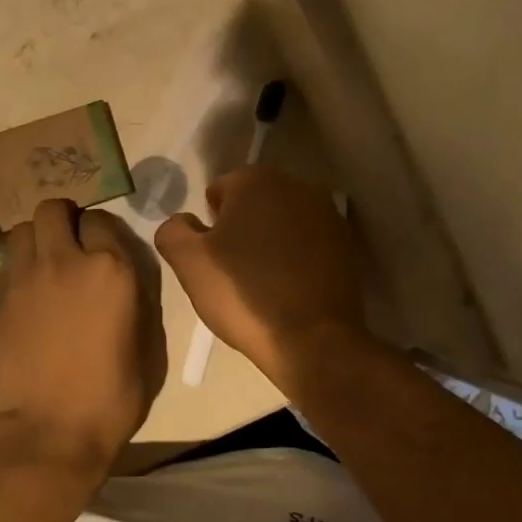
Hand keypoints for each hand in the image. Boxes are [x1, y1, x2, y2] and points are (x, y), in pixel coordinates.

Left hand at [0, 200, 160, 471]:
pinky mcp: (0, 297)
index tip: (104, 253)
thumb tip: (123, 277)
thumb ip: (137, 296)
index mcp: (111, 269)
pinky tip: (30, 291)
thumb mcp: (147, 344)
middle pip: (54, 208)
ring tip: (46, 263)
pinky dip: (20, 265)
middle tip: (71, 246)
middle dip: (64, 220)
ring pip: (24, 227)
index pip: (102, 221)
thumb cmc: (113, 394)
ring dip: (36, 238)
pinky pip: (9, 261)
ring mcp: (27, 276)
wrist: (53, 426)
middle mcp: (66, 260)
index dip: (103, 235)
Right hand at [156, 166, 363, 388]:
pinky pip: (308, 247)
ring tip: (260, 284)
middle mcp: (297, 187)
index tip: (209, 257)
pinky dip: (296, 261)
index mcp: (256, 181)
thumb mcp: (188, 262)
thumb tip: (182, 222)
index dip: (208, 225)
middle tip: (230, 271)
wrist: (311, 340)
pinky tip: (287, 291)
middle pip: (254, 204)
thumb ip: (173, 231)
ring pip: (283, 225)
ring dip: (269, 244)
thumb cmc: (242, 293)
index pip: (218, 191)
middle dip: (240, 229)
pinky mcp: (348, 248)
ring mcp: (329, 217)